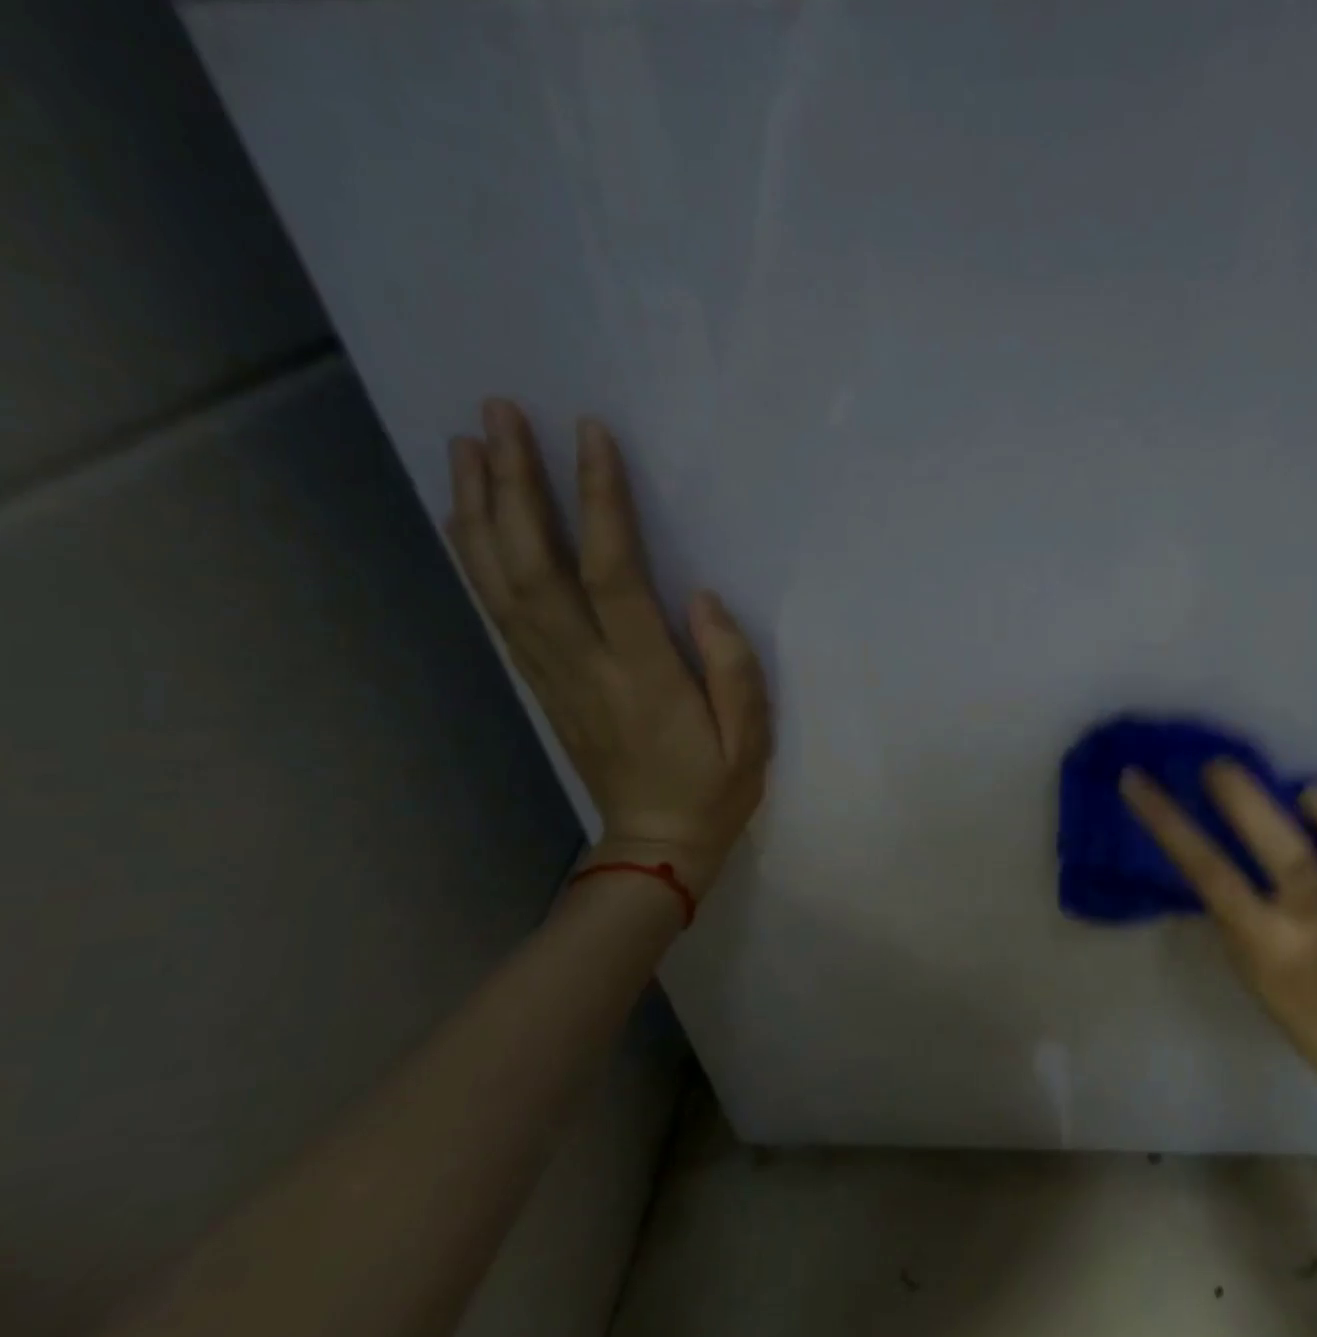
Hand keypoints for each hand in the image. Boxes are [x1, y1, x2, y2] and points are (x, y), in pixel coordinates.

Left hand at [447, 399, 769, 894]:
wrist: (653, 844)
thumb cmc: (713, 790)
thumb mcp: (751, 740)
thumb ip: (734, 669)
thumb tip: (703, 598)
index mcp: (644, 675)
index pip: (613, 573)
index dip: (598, 501)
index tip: (590, 434)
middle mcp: (585, 665)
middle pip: (534, 564)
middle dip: (514, 484)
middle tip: (498, 414)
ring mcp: (553, 674)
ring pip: (502, 582)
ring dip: (480, 509)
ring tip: (466, 444)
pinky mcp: (541, 682)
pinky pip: (498, 611)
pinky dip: (475, 557)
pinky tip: (467, 517)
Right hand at [1121, 764, 1316, 1081]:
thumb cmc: (1292, 1002)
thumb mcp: (1243, 956)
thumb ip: (1229, 898)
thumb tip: (1208, 830)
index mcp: (1269, 944)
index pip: (1211, 875)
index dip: (1170, 823)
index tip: (1137, 780)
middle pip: (1292, 855)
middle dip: (1249, 799)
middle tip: (1221, 766)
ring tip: (1306, 794)